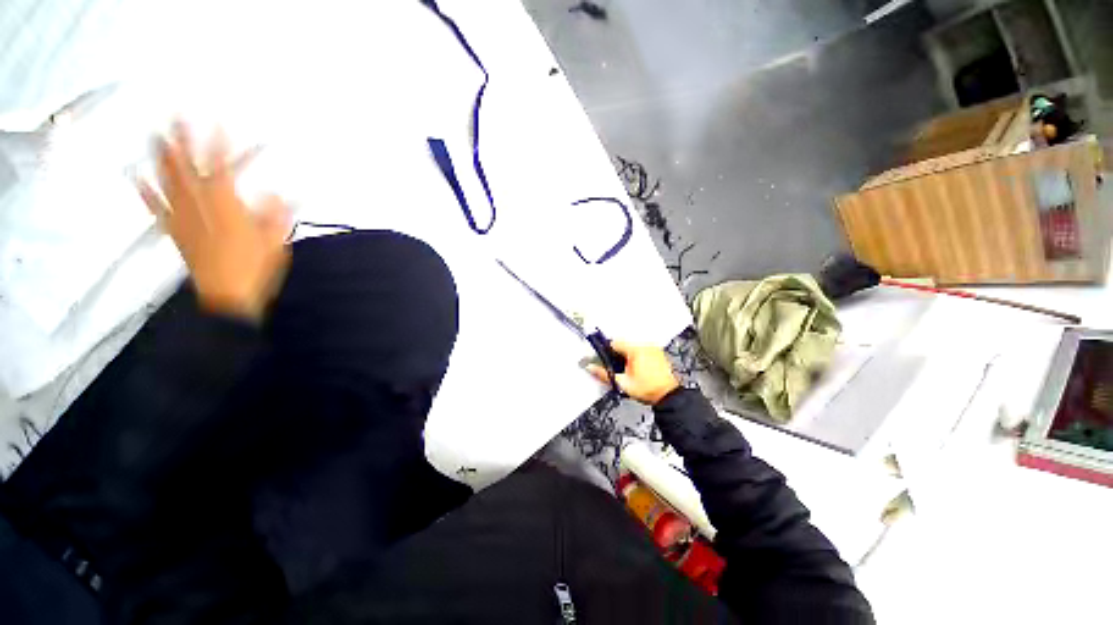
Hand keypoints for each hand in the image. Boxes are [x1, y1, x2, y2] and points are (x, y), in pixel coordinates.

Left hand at [135, 122, 290, 321]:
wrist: (227, 296)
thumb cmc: (254, 269)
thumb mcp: (276, 242)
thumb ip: (276, 216)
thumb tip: (279, 194)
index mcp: (226, 207)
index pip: (221, 169)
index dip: (217, 145)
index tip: (216, 123)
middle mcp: (199, 206)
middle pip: (187, 169)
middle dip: (182, 142)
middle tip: (175, 117)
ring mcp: (183, 218)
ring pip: (168, 182)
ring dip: (160, 158)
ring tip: (154, 135)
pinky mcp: (174, 231)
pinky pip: (156, 207)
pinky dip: (145, 191)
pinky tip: (137, 176)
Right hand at [586, 341, 679, 404]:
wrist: (667, 396)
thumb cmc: (647, 390)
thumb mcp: (621, 383)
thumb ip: (603, 374)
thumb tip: (589, 367)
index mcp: (635, 349)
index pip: (614, 343)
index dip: (607, 351)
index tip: (604, 359)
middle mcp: (645, 345)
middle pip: (623, 343)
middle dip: (618, 354)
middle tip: (619, 368)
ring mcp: (652, 347)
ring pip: (632, 346)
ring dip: (627, 354)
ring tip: (629, 369)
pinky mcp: (658, 352)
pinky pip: (642, 348)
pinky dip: (637, 355)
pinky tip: (638, 367)